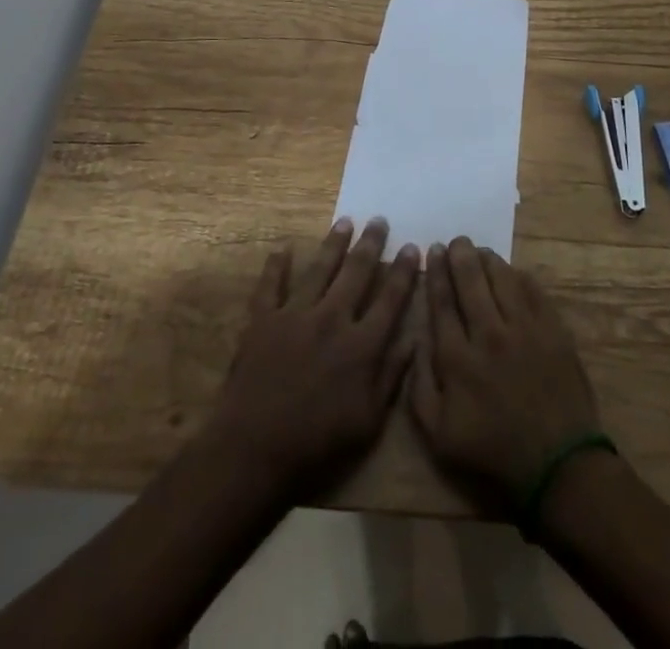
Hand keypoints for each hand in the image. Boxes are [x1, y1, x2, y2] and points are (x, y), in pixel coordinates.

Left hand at [207, 217, 419, 499]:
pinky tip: (283, 248)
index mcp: (361, 345)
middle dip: (371, 244)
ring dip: (334, 243)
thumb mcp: (369, 422)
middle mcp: (332, 319)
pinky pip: (271, 285)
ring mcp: (295, 315)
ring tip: (345, 221)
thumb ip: (392, 377)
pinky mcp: (263, 320)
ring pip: (319, 269)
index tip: (412, 246)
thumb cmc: (318, 444)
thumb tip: (413, 340)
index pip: (390, 299)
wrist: (255, 449)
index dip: (403, 272)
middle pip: (356, 273)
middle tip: (379, 220)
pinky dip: (277, 265)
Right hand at [410, 237, 602, 512]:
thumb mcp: (438, 436)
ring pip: (501, 277)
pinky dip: (518, 275)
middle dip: (459, 255)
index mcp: (457, 357)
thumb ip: (418, 387)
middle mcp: (488, 333)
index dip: (436, 272)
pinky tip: (511, 271)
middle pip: (470, 280)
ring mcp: (524, 328)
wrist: (558, 467)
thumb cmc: (493, 453)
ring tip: (480, 250)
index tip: (432, 250)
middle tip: (456, 242)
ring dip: (488, 260)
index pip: (441, 301)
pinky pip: (532, 290)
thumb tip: (415, 342)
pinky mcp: (552, 329)